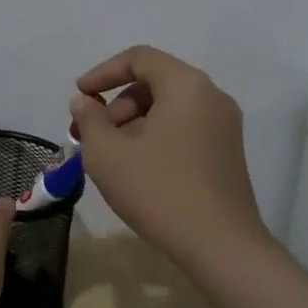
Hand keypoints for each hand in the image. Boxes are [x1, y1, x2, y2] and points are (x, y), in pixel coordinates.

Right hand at [70, 45, 270, 266]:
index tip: (81, 96)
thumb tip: (85, 102)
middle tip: (92, 133)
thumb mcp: (107, 153)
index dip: (103, 72)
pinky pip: (183, 127)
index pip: (139, 58)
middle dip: (116, 103)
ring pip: (167, 107)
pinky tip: (136, 167)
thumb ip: (89, 118)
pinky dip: (154, 135)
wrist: (222, 248)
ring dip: (132, 121)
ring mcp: (224, 126)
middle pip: (153, 82)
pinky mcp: (226, 152)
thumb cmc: (160, 190)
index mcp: (186, 85)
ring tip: (110, 154)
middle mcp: (211, 96)